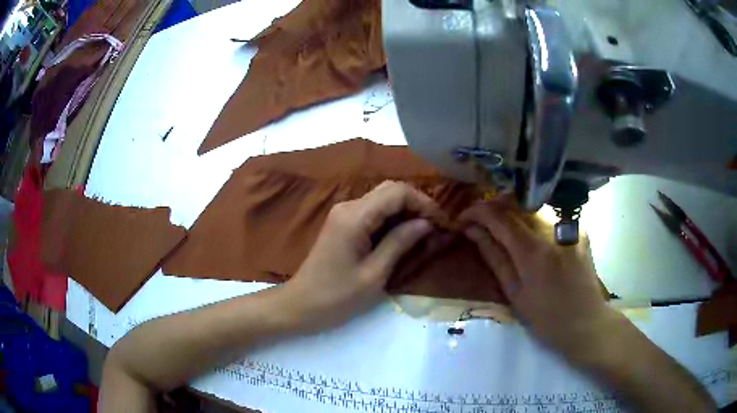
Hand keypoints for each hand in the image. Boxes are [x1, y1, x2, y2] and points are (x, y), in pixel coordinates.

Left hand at [282, 181, 442, 331]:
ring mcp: (343, 213)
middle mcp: (348, 206)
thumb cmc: (337, 297)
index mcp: (355, 217)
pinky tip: (404, 234)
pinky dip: (392, 218)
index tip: (441, 222)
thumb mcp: (374, 274)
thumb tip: (426, 223)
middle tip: (435, 227)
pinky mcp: (343, 223)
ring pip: (383, 199)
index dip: (423, 202)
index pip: (397, 192)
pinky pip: (373, 211)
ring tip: (424, 232)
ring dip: (406, 210)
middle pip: (390, 190)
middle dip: (417, 204)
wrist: (301, 305)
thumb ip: (400, 243)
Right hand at [460, 199, 611, 354]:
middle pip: (517, 203)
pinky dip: (533, 219)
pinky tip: (529, 233)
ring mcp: (569, 226)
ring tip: (501, 225)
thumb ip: (494, 257)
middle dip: (493, 206)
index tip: (463, 218)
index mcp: (533, 251)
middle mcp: (553, 230)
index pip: (499, 216)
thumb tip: (472, 231)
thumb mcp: (514, 292)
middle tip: (479, 220)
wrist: (585, 321)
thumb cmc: (546, 317)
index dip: (477, 211)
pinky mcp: (578, 229)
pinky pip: (550, 215)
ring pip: (533, 205)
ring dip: (513, 211)